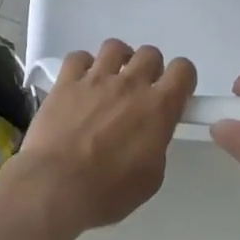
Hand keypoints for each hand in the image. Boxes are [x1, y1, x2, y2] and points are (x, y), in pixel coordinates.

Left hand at [6, 40, 197, 233]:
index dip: (182, 79)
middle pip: (150, 53)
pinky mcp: (65, 83)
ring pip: (115, 47)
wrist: (56, 187)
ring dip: (118, 61)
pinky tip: (80, 84)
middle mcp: (130, 85)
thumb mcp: (151, 178)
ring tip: (110, 81)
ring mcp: (95, 79)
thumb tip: (150, 135)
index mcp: (158, 108)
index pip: (183, 70)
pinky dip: (82, 66)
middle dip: (150, 70)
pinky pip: (78, 57)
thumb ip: (156, 145)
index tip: (173, 93)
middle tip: (140, 93)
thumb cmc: (108, 192)